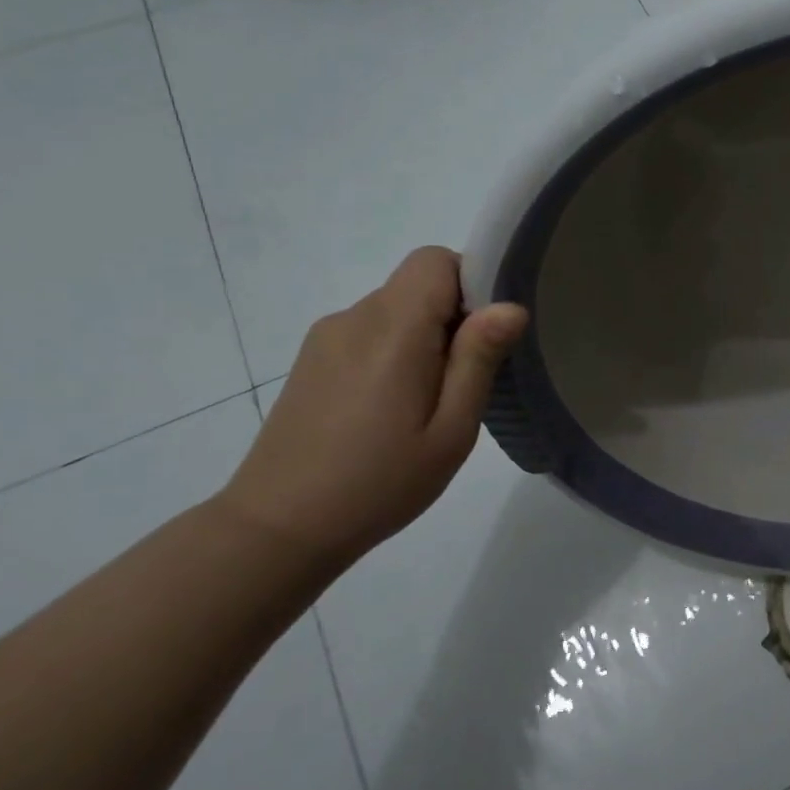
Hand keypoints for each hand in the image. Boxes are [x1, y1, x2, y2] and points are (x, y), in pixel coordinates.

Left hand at [217, 247, 527, 564]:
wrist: (278, 529)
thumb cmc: (380, 482)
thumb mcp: (451, 429)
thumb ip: (479, 359)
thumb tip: (511, 305)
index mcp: (392, 330)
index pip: (436, 260)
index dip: (471, 282)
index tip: (486, 334)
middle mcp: (355, 318)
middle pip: (417, 283)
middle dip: (454, 315)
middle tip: (465, 380)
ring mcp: (327, 338)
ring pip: (395, 308)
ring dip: (425, 336)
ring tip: (428, 402)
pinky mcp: (313, 360)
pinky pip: (370, 331)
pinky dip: (396, 350)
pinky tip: (392, 408)